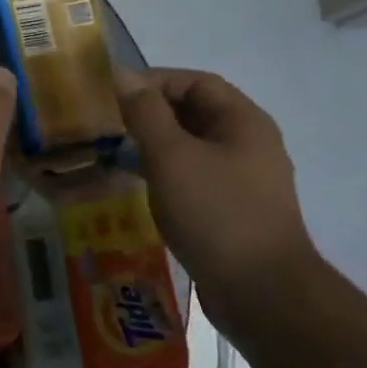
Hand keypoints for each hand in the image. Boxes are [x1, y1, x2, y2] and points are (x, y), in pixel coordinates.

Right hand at [116, 68, 318, 315]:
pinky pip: (192, 179)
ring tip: (111, 155)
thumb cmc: (216, 213)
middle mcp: (247, 145)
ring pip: (190, 149)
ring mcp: (241, 181)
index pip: (195, 82)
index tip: (112, 94)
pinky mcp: (230, 211)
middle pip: (193, 114)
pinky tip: (135, 190)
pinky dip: (162, 176)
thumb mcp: (172, 156)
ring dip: (152, 147)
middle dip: (148, 114)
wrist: (261, 293)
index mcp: (243, 122)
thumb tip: (121, 74)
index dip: (153, 81)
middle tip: (105, 124)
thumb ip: (145, 113)